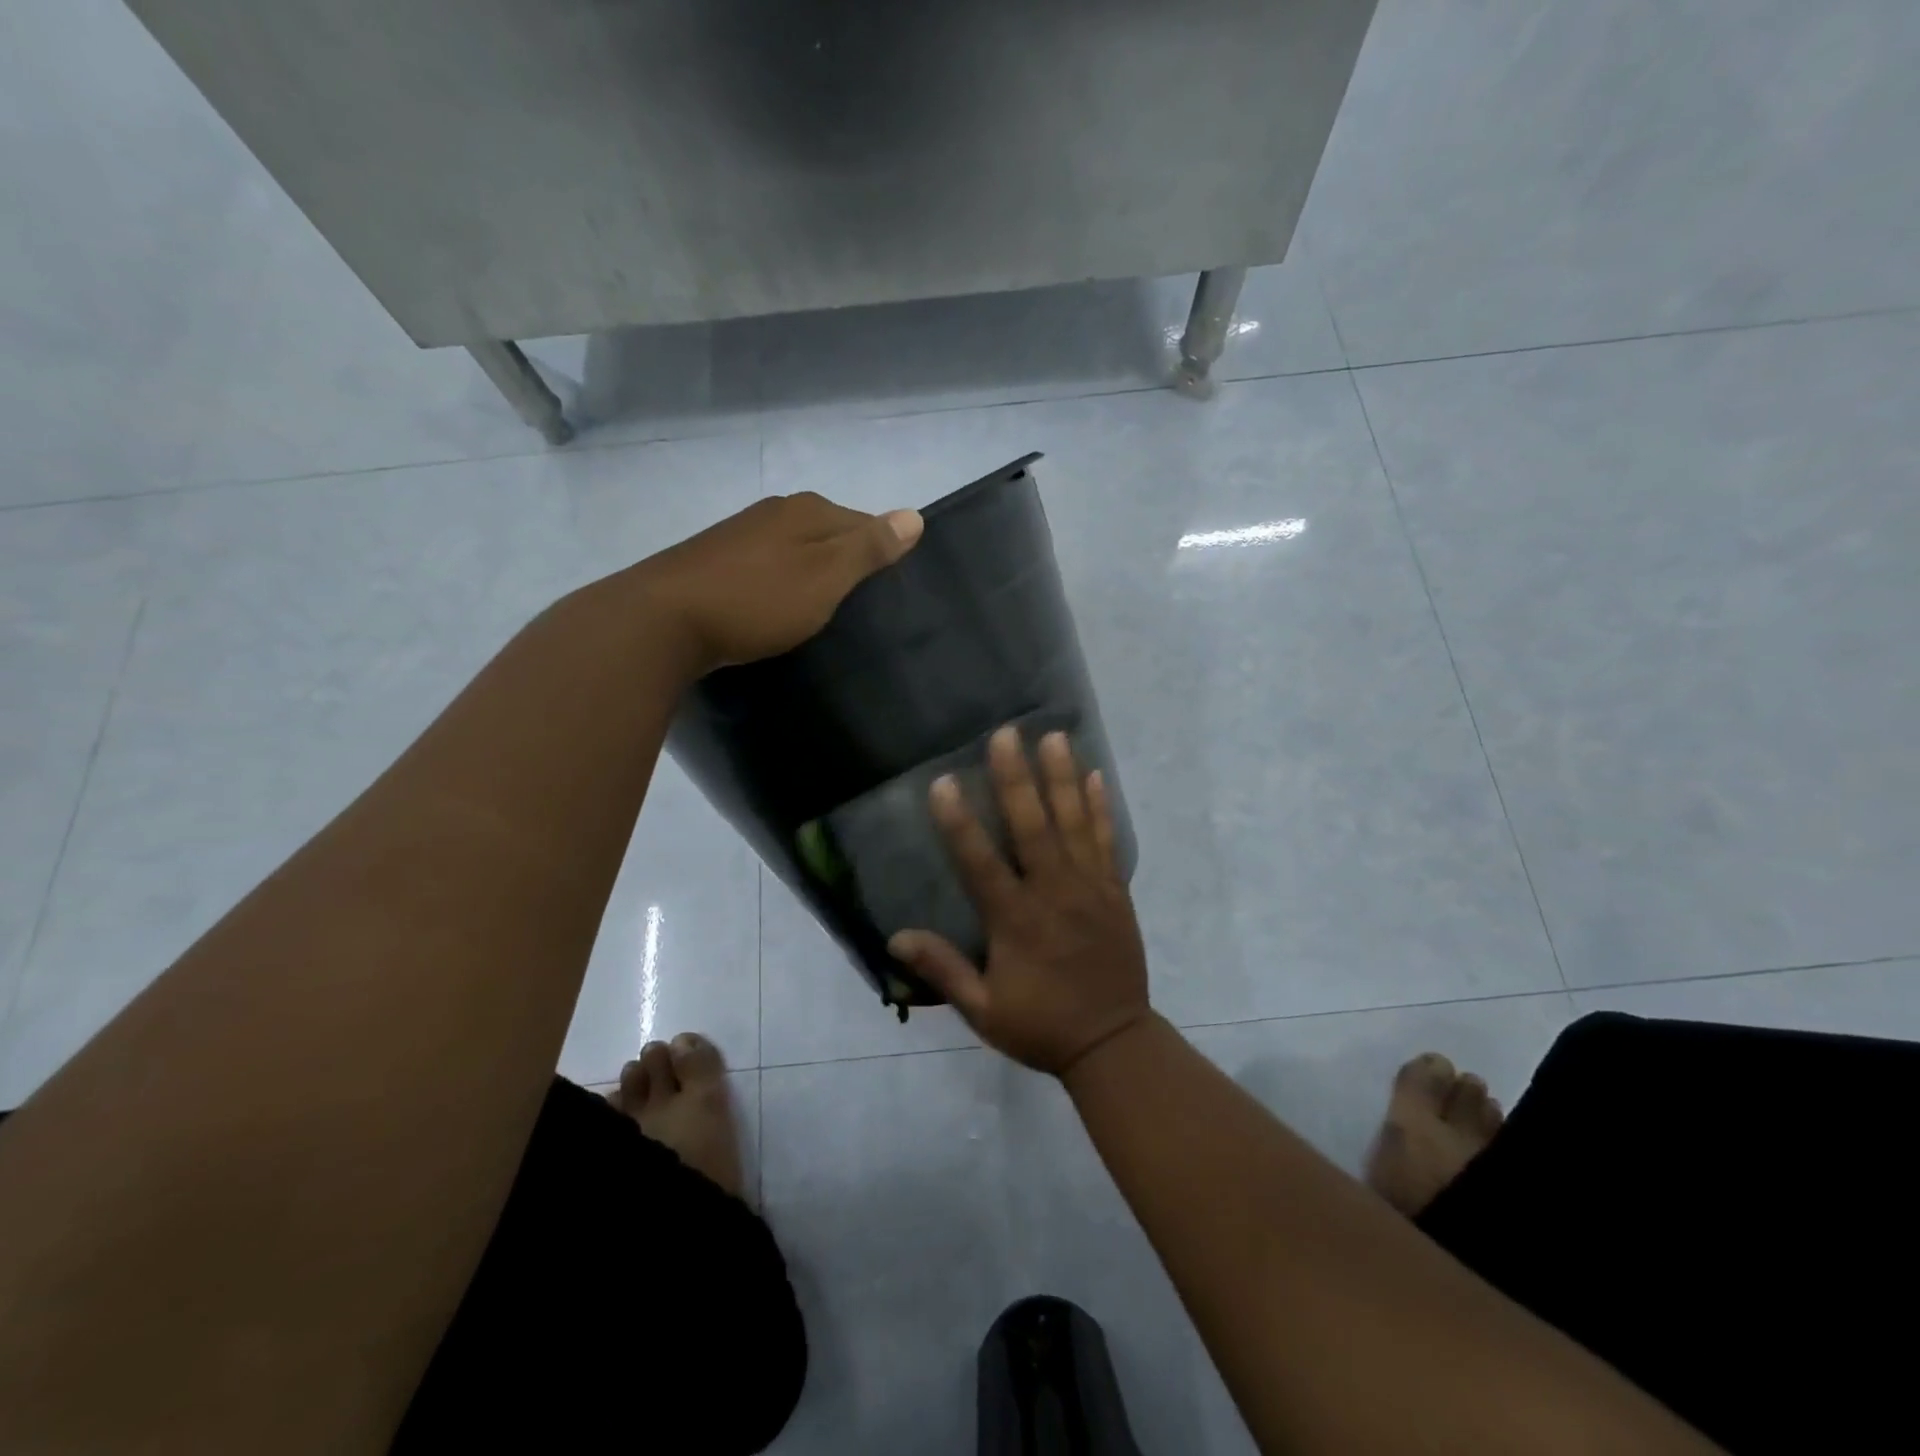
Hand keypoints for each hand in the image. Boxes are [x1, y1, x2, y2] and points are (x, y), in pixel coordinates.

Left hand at [633, 493, 923, 672]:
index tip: (888, 591)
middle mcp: (775, 512)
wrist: (664, 621)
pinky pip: (766, 567)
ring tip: (821, 611)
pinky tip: (776, 607)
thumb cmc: (757, 600)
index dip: (882, 553)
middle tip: (859, 606)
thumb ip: (868, 548)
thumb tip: (915, 515)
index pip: (865, 522)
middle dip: (846, 562)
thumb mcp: (825, 577)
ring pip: (795, 550)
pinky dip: (780, 583)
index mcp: (807, 510)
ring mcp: (741, 534)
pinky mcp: (715, 560)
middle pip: (829, 533)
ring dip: (812, 574)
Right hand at [889, 727, 1150, 1076]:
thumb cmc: (1042, 1026)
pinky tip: (1096, 775)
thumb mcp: (983, 1010)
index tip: (942, 782)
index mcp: (1016, 921)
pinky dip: (1101, 807)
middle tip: (1006, 734)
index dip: (959, 822)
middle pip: (1033, 826)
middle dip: (1017, 778)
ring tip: (1054, 735)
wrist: (1113, 1043)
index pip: (980, 863)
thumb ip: (943, 970)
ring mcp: (1090, 888)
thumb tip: (896, 938)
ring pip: (1074, 823)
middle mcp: (1054, 893)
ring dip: (1063, 777)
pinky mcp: (1115, 891)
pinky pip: (1107, 841)